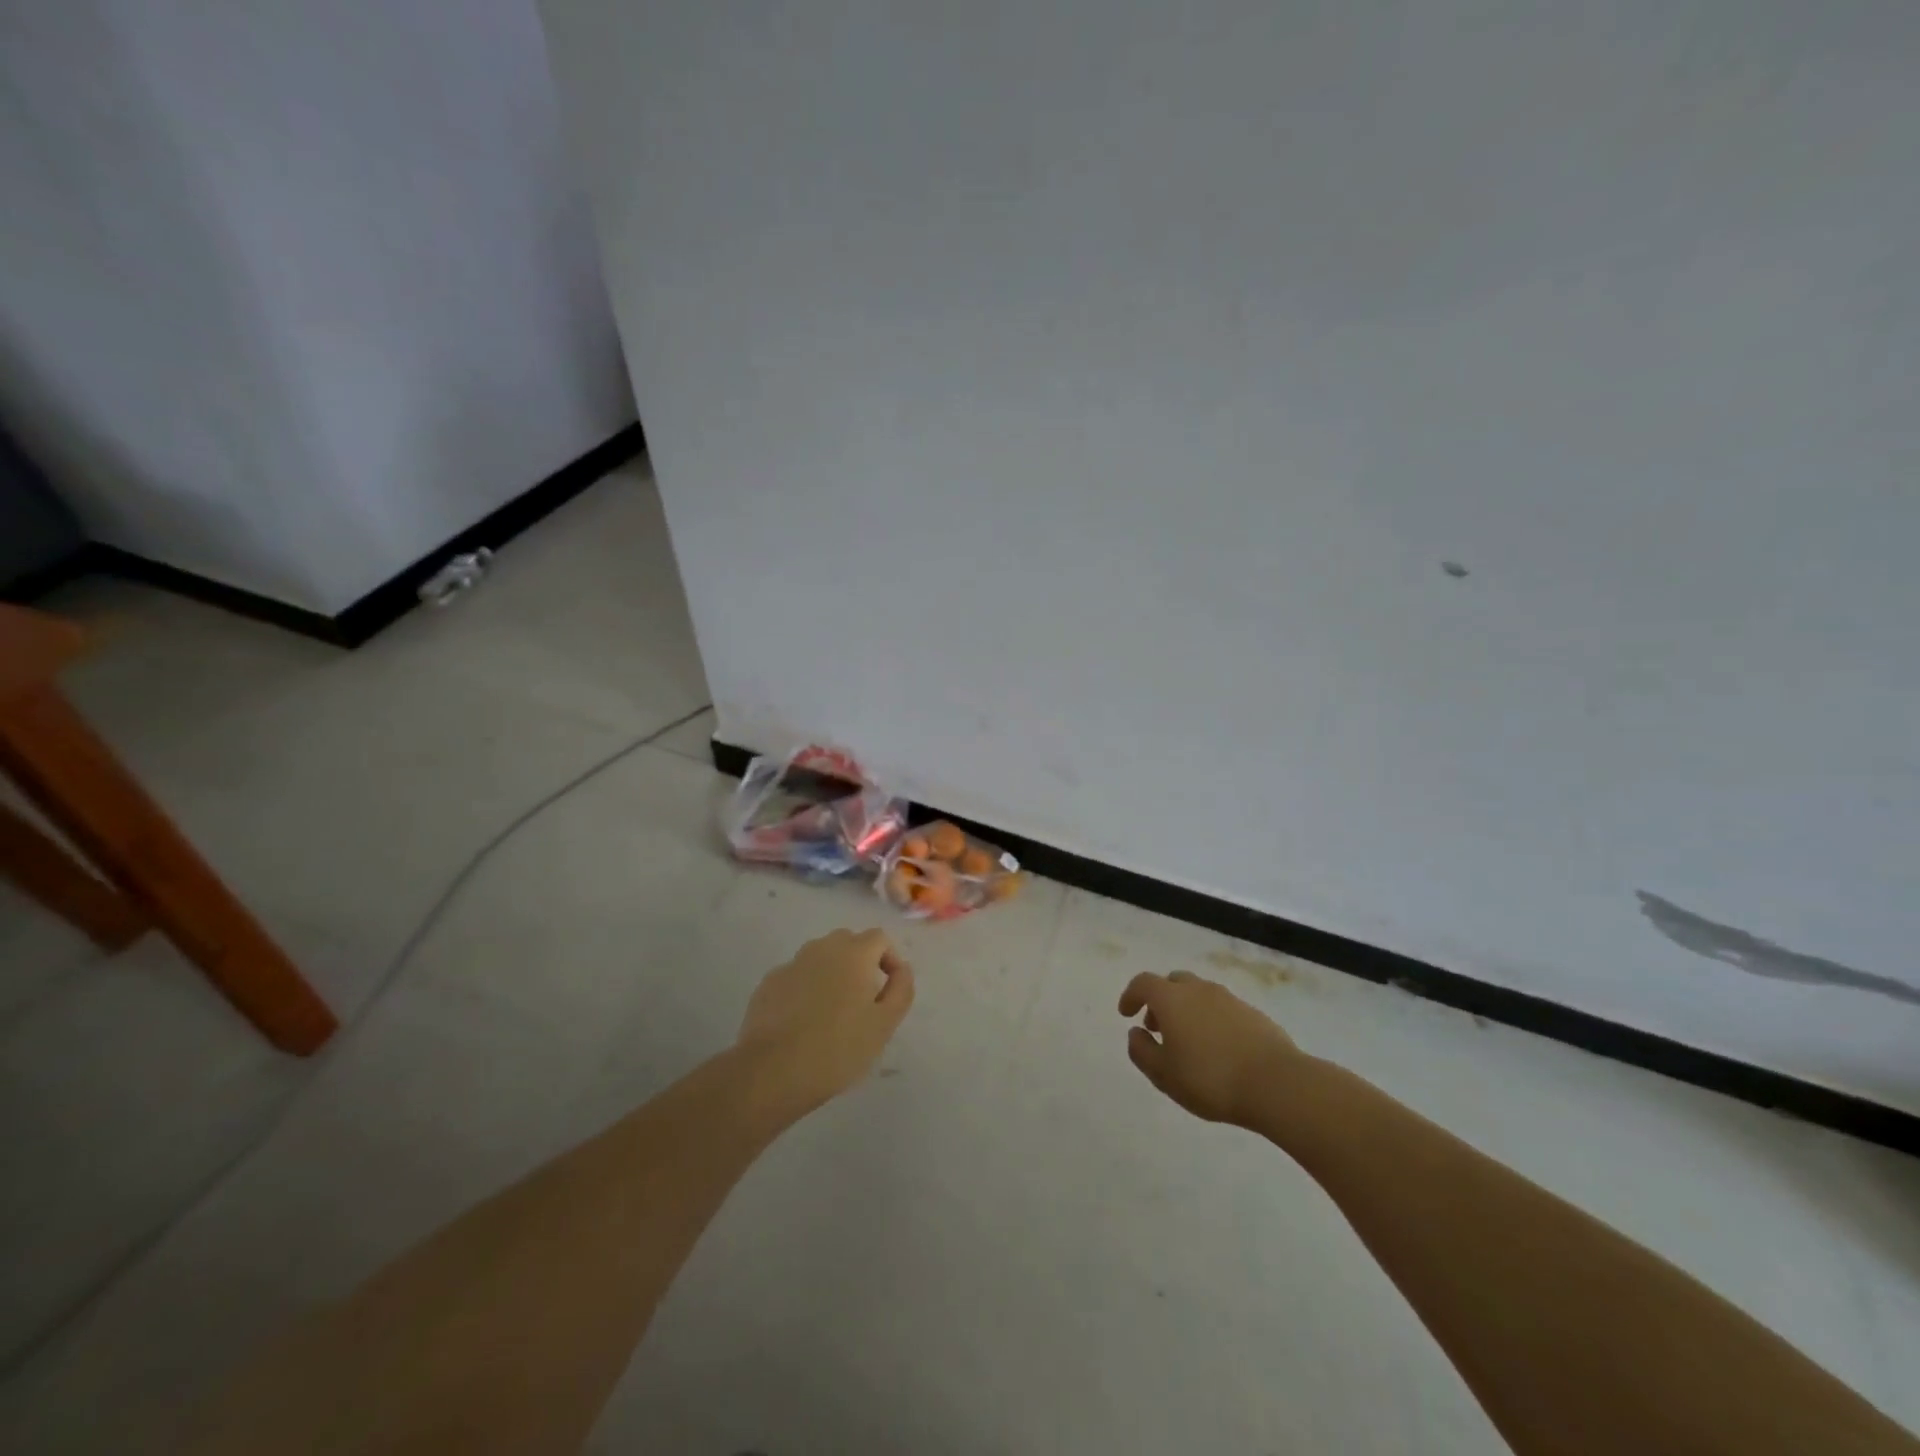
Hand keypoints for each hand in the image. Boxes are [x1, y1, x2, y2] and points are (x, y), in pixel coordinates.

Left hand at [737, 928, 915, 1114]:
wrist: (772, 1071)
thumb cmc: (838, 1048)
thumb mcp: (884, 1024)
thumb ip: (901, 989)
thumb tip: (902, 969)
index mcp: (853, 953)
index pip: (879, 938)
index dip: (890, 959)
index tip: (890, 991)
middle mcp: (821, 948)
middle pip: (848, 943)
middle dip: (860, 963)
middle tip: (863, 1001)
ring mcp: (791, 964)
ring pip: (820, 958)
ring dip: (832, 974)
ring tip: (833, 1012)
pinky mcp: (768, 984)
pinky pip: (796, 977)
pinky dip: (806, 989)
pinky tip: (803, 1021)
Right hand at [1118, 970, 1303, 1125]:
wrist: (1276, 1084)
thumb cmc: (1210, 1079)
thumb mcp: (1164, 1075)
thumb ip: (1142, 1051)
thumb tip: (1136, 1033)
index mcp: (1172, 999)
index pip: (1143, 983)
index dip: (1131, 995)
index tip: (1126, 1013)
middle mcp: (1199, 990)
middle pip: (1173, 982)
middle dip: (1160, 1000)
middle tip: (1157, 1027)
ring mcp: (1229, 999)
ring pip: (1199, 994)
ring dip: (1187, 1009)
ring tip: (1188, 1041)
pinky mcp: (1253, 1014)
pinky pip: (1222, 1009)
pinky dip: (1211, 1019)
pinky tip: (1218, 1048)